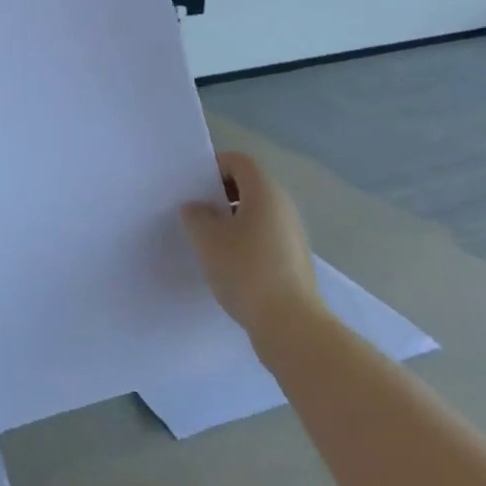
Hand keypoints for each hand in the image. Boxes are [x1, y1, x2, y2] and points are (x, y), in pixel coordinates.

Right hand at [181, 152, 324, 336]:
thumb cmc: (245, 271)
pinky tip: (227, 263)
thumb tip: (197, 207)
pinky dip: (244, 240)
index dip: (214, 166)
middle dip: (220, 194)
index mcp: (265, 192)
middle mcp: (283, 206)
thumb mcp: (207, 239)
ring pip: (256, 213)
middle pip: (249, 186)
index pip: (239, 162)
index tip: (192, 187)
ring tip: (207, 241)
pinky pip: (264, 236)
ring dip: (231, 219)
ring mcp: (292, 233)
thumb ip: (195, 215)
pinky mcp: (293, 259)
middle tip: (195, 212)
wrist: (289, 324)